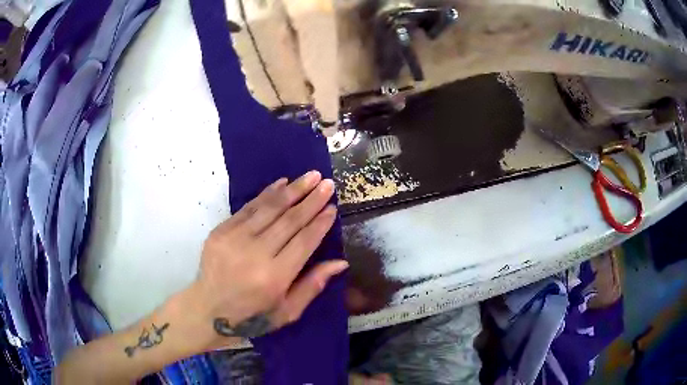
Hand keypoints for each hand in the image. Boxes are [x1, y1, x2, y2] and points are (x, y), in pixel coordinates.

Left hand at [190, 171, 347, 344]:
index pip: (304, 241)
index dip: (320, 223)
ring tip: (311, 175)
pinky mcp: (221, 231)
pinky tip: (282, 182)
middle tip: (328, 183)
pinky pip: (248, 207)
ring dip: (293, 190)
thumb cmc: (252, 315)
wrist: (207, 309)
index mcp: (275, 277)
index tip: (332, 208)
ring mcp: (235, 239)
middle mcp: (255, 254)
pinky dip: (267, 193)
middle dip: (312, 200)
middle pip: (290, 220)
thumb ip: (313, 285)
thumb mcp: (287, 311)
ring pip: (270, 208)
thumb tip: (340, 262)